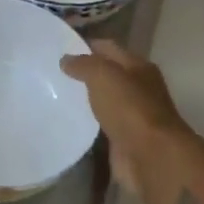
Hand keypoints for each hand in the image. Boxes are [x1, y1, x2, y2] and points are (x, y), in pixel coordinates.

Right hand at [60, 40, 192, 203]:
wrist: (153, 158)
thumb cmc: (130, 109)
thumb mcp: (103, 75)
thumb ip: (83, 64)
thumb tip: (65, 60)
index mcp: (138, 67)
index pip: (108, 48)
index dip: (85, 45)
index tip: (58, 47)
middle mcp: (138, 88)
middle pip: (106, 74)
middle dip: (83, 73)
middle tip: (51, 72)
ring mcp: (132, 116)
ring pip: (103, 101)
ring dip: (84, 99)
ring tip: (53, 95)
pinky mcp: (123, 140)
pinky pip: (101, 126)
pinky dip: (86, 123)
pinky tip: (66, 121)